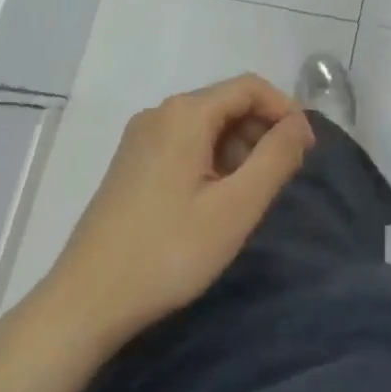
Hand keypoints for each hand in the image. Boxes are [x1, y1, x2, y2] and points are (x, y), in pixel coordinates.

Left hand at [39, 75, 313, 351]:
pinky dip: (212, 160)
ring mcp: (140, 138)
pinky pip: (185, 144)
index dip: (285, 110)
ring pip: (207, 125)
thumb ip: (276, 158)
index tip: (306, 149)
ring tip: (249, 196)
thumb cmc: (168, 252)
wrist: (83, 304)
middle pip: (228, 103)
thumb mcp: (236, 207)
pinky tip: (214, 202)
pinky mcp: (130, 164)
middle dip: (262, 132)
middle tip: (282, 178)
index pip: (251, 87)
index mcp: (185, 113)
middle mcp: (160, 113)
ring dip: (239, 149)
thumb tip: (300, 124)